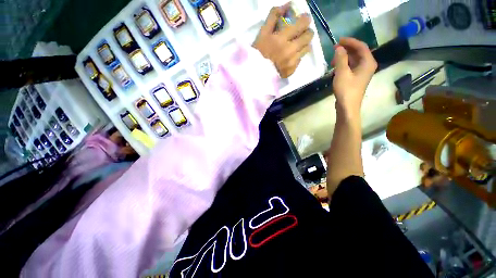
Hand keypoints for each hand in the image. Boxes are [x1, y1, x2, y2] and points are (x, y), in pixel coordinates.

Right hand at [253, 4, 313, 77]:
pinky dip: (297, 57)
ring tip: (296, 45)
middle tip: (301, 33)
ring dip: (303, 44)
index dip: (305, 19)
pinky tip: (290, 57)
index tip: (304, 19)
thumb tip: (287, 5)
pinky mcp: (291, 71)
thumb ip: (274, 16)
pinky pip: (300, 61)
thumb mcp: (263, 33)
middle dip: (306, 32)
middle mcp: (289, 51)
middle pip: (308, 37)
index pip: (302, 24)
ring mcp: (291, 63)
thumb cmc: (258, 52)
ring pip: (306, 49)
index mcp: (282, 39)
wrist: (256, 74)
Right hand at [332, 37, 376, 114]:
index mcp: (368, 62)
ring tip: (333, 59)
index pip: (361, 46)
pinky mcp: (356, 78)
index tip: (338, 40)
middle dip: (346, 49)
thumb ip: (341, 58)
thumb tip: (339, 48)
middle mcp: (367, 65)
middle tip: (334, 49)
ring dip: (344, 57)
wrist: (347, 106)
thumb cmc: (346, 89)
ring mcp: (362, 72)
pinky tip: (336, 67)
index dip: (350, 42)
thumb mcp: (342, 73)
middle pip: (358, 52)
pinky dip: (344, 64)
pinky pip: (352, 66)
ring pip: (354, 60)